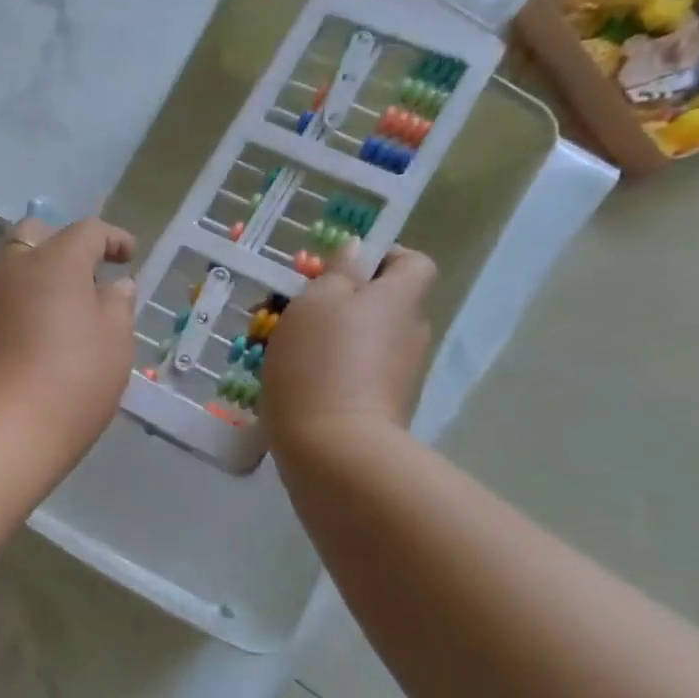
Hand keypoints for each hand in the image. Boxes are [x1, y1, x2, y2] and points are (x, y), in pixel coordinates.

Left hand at [0, 216, 136, 464]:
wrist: (2, 429)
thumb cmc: (73, 380)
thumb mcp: (115, 342)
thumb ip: (117, 305)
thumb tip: (113, 286)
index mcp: (55, 260)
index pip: (88, 231)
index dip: (112, 239)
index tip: (128, 257)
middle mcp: (11, 266)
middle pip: (34, 233)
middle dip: (61, 243)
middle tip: (83, 275)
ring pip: (6, 263)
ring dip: (31, 270)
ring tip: (53, 301)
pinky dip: (13, 300)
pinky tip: (27, 329)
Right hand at [260, 242, 436, 451]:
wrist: (333, 447)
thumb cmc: (319, 361)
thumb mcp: (316, 301)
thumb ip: (338, 271)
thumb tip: (357, 250)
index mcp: (400, 298)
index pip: (412, 262)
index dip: (382, 258)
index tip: (338, 269)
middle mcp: (410, 333)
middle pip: (384, 305)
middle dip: (345, 304)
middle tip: (297, 312)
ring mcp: (400, 376)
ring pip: (366, 343)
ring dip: (334, 343)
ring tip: (285, 353)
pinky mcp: (382, 409)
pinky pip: (356, 377)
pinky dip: (332, 376)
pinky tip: (296, 387)